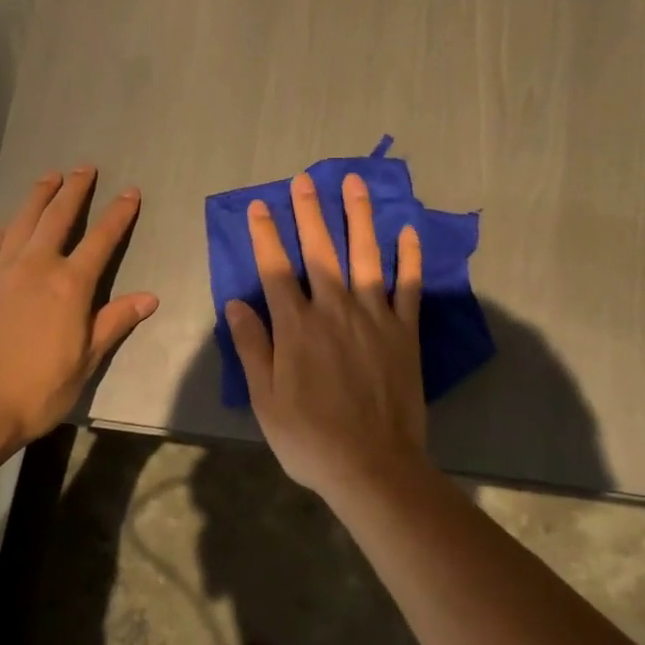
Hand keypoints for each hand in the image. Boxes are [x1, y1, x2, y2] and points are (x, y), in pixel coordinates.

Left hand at [0, 168, 157, 446]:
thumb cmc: (40, 387)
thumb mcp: (87, 359)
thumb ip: (115, 321)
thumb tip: (149, 298)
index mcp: (70, 285)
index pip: (101, 239)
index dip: (118, 214)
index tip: (130, 192)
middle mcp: (37, 266)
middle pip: (58, 217)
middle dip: (74, 190)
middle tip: (84, 167)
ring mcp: (3, 271)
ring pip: (23, 221)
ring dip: (39, 196)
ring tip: (50, 176)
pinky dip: (10, 225)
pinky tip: (12, 222)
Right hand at [225, 171, 428, 497]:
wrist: (372, 464)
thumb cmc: (310, 437)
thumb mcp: (265, 399)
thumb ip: (253, 347)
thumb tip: (234, 303)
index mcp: (296, 327)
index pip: (275, 269)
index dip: (266, 234)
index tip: (260, 205)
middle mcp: (334, 309)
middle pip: (320, 250)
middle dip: (309, 212)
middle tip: (304, 179)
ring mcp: (374, 317)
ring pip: (365, 255)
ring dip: (358, 217)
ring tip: (355, 183)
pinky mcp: (405, 331)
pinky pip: (409, 285)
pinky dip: (409, 257)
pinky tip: (408, 232)